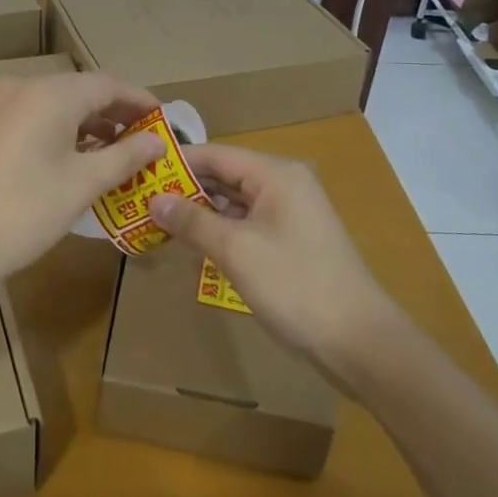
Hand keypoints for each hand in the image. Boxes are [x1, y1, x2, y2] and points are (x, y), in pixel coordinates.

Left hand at [0, 72, 163, 289]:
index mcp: (50, 94)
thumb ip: (124, 157)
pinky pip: (32, 117)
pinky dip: (59, 131)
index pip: (108, 84)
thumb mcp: (81, 185)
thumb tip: (157, 141)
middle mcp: (22, 87)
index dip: (140, 101)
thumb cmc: (21, 213)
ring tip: (115, 154)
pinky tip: (73, 158)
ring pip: (55, 104)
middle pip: (80, 91)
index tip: (165, 122)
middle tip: (145, 142)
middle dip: (115, 114)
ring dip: (87, 124)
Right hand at [149, 144, 403, 377]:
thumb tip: (153, 199)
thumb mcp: (236, 250)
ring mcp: (290, 215)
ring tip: (155, 219)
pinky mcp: (291, 242)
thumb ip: (192, 221)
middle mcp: (285, 185)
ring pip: (234, 202)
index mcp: (276, 174)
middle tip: (139, 197)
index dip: (177, 161)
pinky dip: (219, 230)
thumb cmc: (295, 285)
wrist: (359, 342)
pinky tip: (191, 242)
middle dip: (184, 188)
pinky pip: (246, 224)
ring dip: (199, 211)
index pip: (216, 154)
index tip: (138, 170)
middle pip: (225, 176)